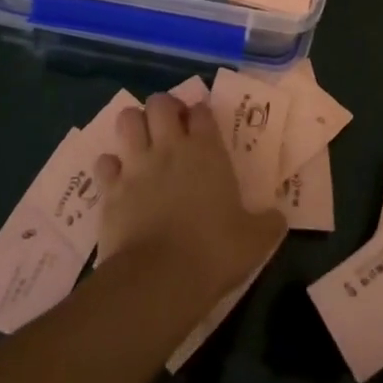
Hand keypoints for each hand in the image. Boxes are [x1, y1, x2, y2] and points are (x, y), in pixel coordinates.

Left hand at [93, 93, 284, 302]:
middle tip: (171, 127)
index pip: (202, 111)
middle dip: (164, 108)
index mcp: (206, 151)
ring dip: (134, 125)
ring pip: (127, 120)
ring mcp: (136, 166)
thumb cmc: (213, 251)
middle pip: (160, 103)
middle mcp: (170, 148)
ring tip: (142, 141)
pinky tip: (119, 178)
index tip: (203, 125)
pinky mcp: (110, 190)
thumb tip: (278, 217)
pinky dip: (110, 166)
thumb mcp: (255, 240)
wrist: (159, 279)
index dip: (201, 113)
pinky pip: (105, 163)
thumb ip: (268, 223)